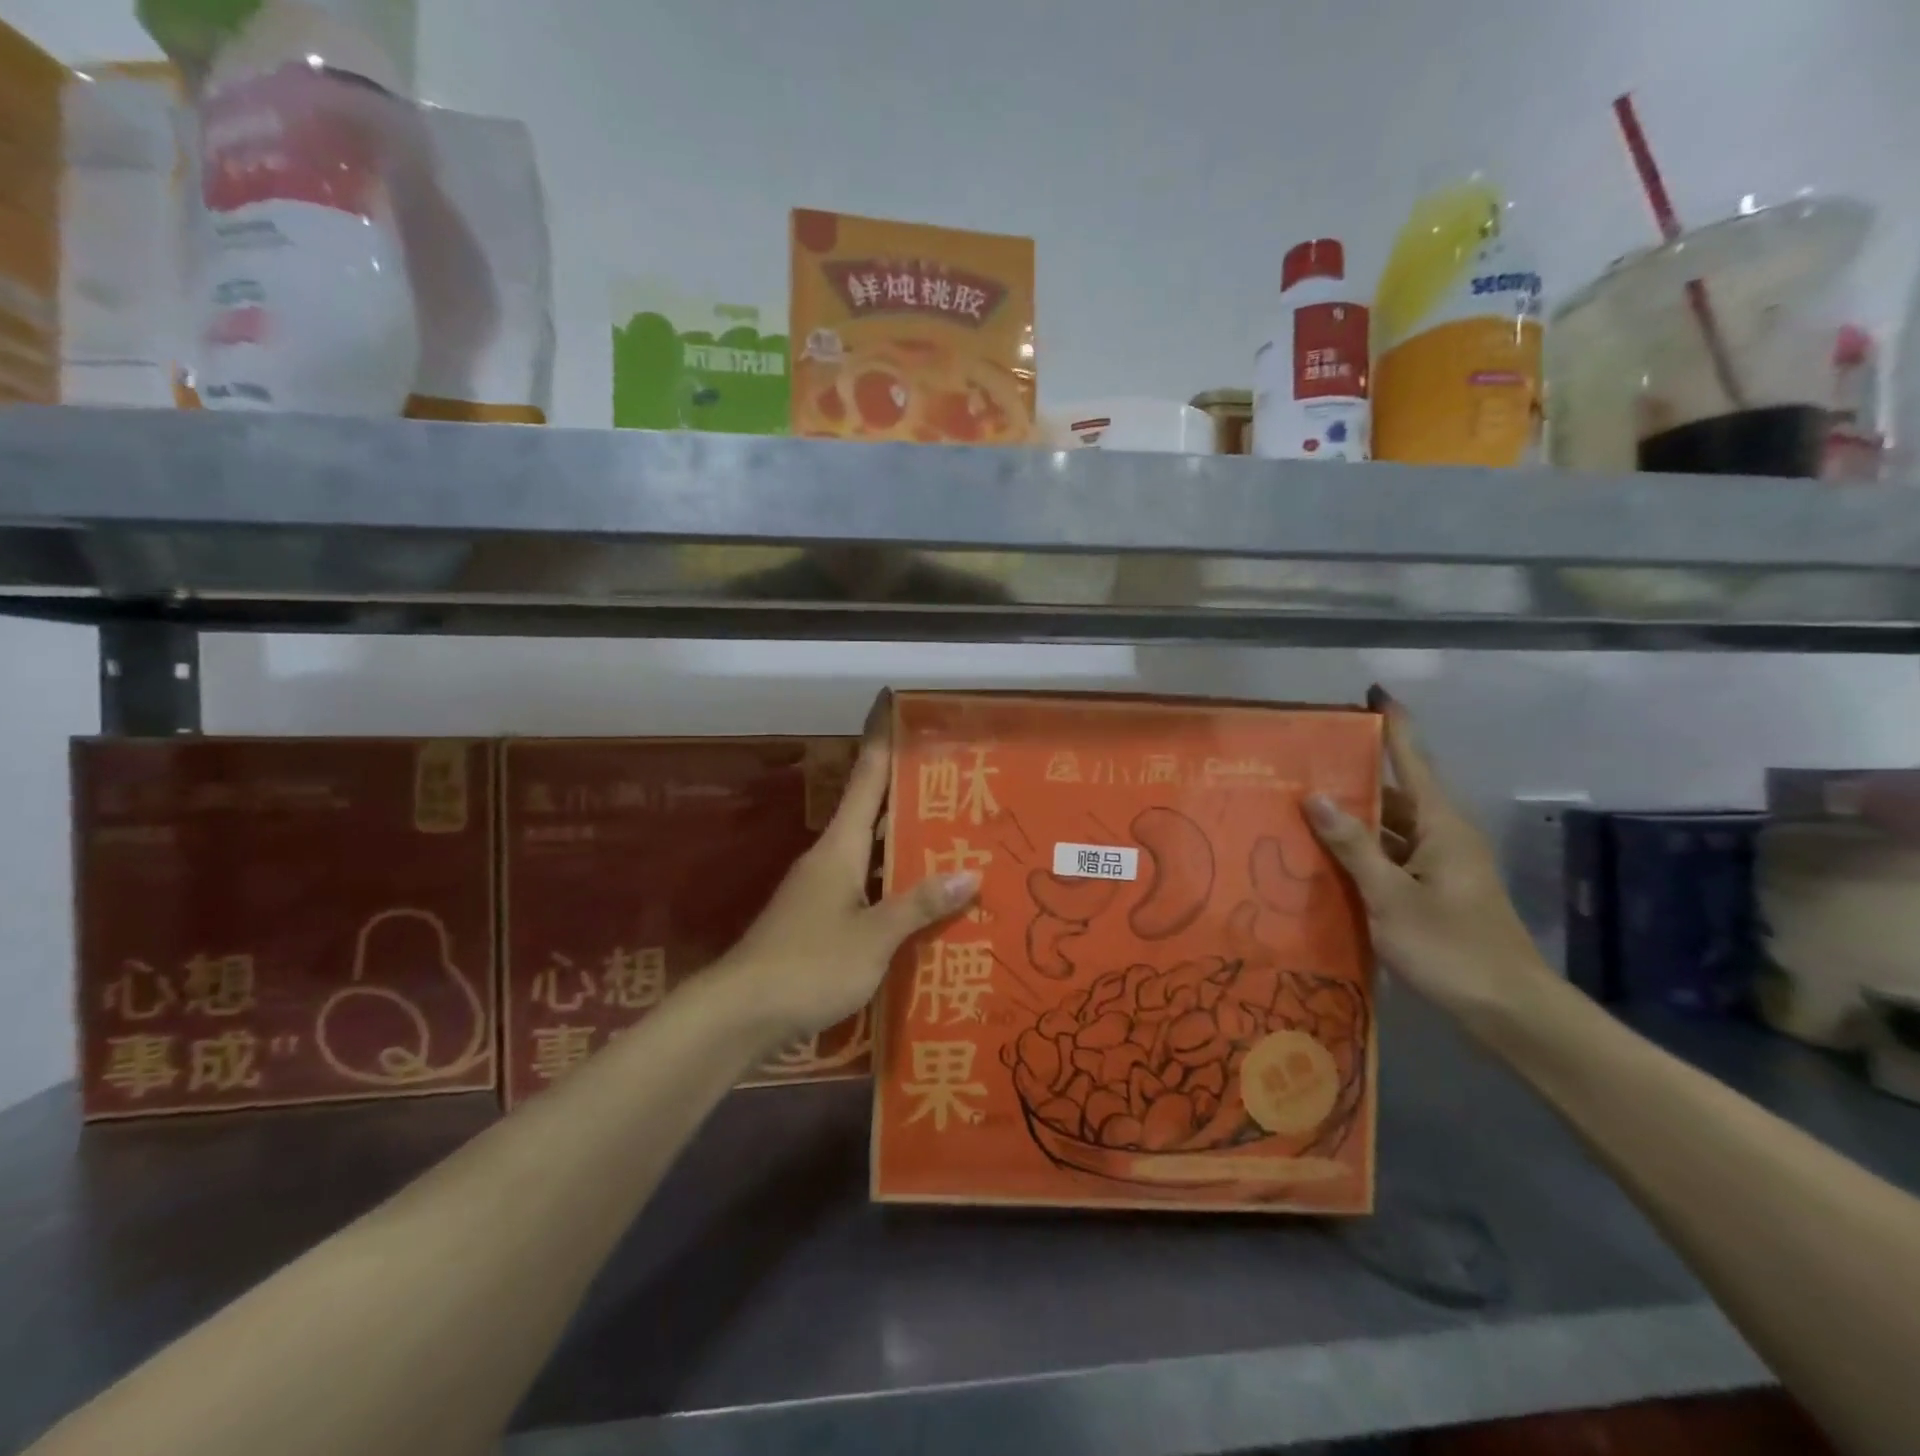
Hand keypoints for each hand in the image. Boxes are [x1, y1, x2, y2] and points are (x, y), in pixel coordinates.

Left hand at [718, 693, 978, 1041]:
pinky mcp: (819, 920)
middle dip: (910, 793)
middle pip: (874, 812)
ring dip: (906, 844)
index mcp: (840, 847)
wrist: (740, 1013)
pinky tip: (922, 900)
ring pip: (872, 853)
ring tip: (955, 838)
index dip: (882, 740)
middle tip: (957, 780)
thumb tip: (970, 872)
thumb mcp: (873, 936)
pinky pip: (866, 887)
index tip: (894, 704)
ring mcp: (821, 890)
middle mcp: (830, 858)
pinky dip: (894, 884)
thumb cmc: (808, 964)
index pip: (867, 778)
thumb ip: (919, 905)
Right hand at [1305, 687, 1551, 1032]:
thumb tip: (1315, 795)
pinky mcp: (1433, 893)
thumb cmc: (1451, 947)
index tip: (1372, 691)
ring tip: (1299, 808)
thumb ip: (1353, 845)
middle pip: (1394, 793)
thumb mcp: (1391, 896)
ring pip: (1389, 829)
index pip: (1413, 759)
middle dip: (1353, 775)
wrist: (1510, 1012)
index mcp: (1440, 825)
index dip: (1393, 724)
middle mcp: (1442, 837)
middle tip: (1302, 763)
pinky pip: (1390, 858)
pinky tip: (1323, 860)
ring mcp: (1439, 867)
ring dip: (1352, 819)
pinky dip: (1359, 853)